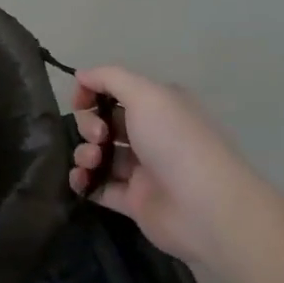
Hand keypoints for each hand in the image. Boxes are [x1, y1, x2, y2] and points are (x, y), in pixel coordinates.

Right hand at [68, 65, 271, 270]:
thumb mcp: (146, 94)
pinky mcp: (132, 200)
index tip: (79, 102)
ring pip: (98, 154)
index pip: (116, 92)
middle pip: (103, 123)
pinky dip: (83, 181)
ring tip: (92, 162)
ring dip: (84, 153)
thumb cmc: (176, 142)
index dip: (92, 93)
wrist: (204, 207)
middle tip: (99, 137)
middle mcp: (152, 134)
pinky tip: (81, 180)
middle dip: (88, 125)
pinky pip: (97, 185)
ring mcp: (141, 169)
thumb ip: (109, 77)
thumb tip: (80, 75)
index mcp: (160, 107)